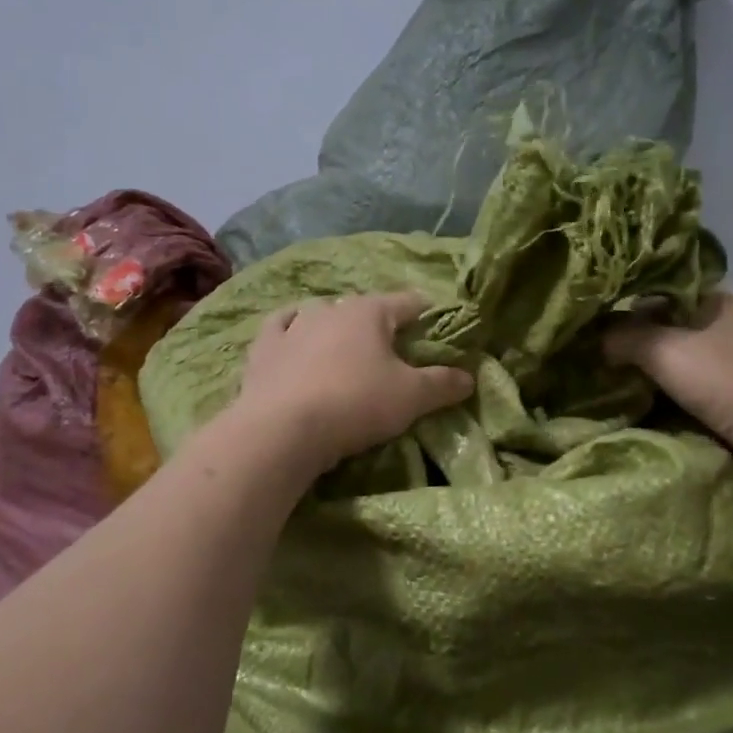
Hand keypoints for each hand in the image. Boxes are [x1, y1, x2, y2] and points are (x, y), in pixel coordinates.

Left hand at [233, 292, 473, 473]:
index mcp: (369, 312)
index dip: (425, 312)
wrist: (283, 429)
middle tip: (392, 346)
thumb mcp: (411, 398)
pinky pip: (280, 327)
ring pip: (320, 313)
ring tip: (345, 343)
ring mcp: (292, 326)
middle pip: (363, 308)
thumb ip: (442, 384)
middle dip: (379, 322)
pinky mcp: (263, 349)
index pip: (407, 302)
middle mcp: (330, 309)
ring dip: (335, 325)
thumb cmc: (356, 404)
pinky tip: (294, 332)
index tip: (436, 322)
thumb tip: (468, 377)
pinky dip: (291, 328)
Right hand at [604, 293, 732, 456]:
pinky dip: (678, 382)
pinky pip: (700, 375)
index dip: (635, 297)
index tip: (606, 315)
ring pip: (689, 348)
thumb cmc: (723, 379)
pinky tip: (656, 392)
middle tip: (609, 346)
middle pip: (676, 319)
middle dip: (645, 332)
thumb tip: (600, 338)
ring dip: (661, 360)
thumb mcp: (664, 351)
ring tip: (626, 371)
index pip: (668, 285)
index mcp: (720, 297)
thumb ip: (626, 338)